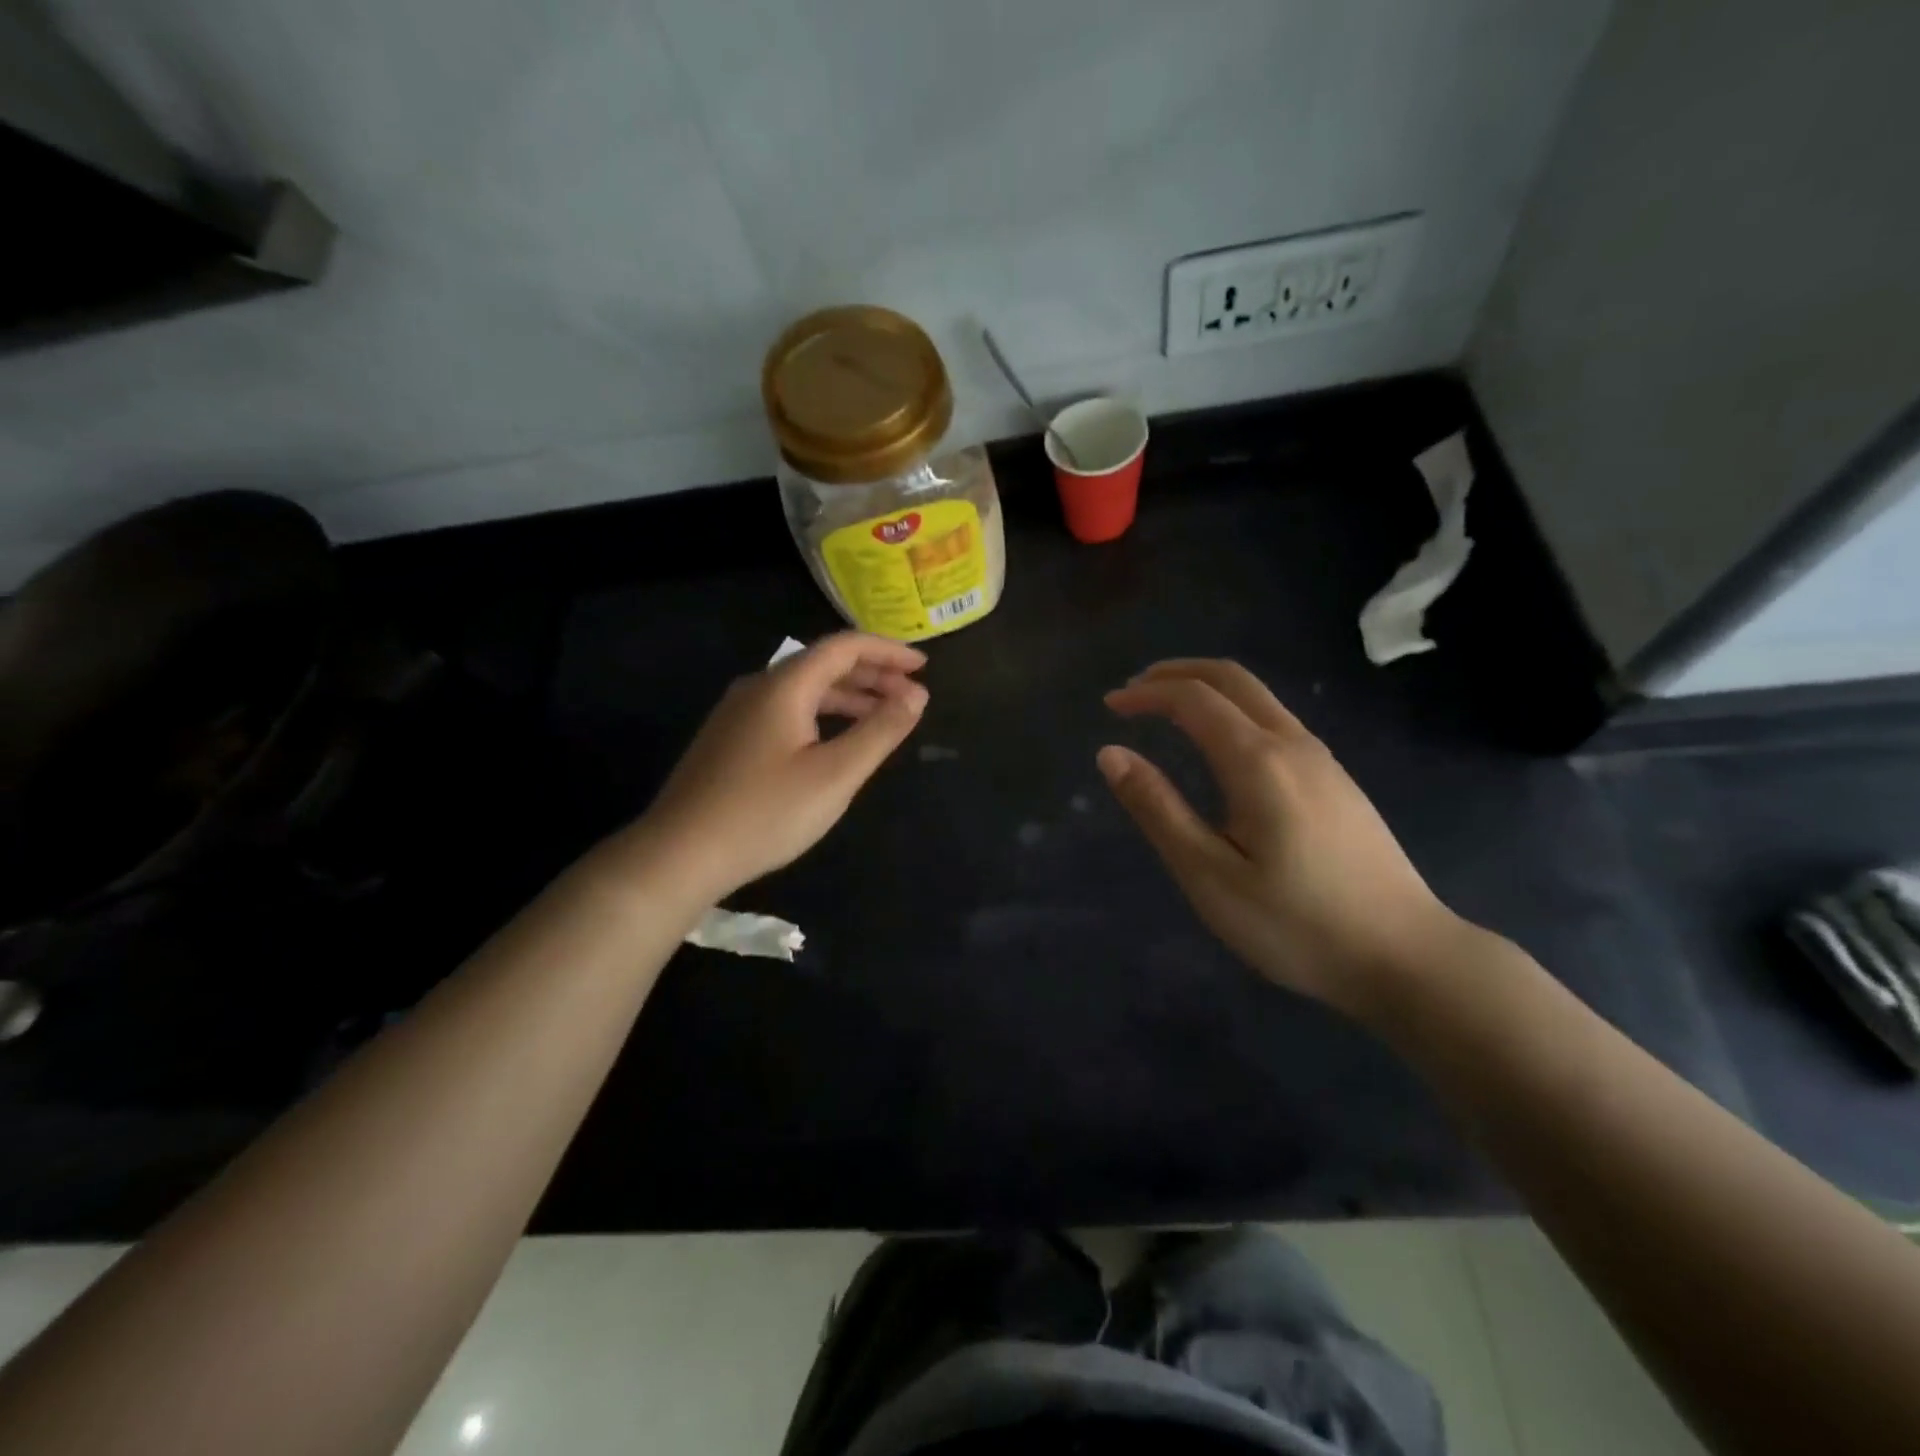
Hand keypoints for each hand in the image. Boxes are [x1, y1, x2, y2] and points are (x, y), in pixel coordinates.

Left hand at [630, 633, 928, 900]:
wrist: (679, 854)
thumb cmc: (765, 813)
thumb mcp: (835, 774)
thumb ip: (880, 731)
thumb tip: (917, 695)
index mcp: (784, 685)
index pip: (844, 647)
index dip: (887, 652)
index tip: (923, 667)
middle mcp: (757, 687)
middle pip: (823, 664)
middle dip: (871, 675)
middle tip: (911, 694)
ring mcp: (737, 713)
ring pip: (803, 690)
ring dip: (848, 697)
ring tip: (882, 716)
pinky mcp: (728, 739)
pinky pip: (785, 710)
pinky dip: (821, 714)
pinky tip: (834, 740)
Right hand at [1100, 659, 1458, 1013]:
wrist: (1406, 956)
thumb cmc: (1296, 924)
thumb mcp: (1210, 875)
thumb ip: (1158, 809)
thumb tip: (1111, 754)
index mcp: (1258, 761)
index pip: (1194, 698)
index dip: (1147, 693)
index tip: (1110, 706)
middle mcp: (1293, 744)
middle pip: (1232, 678)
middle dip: (1177, 673)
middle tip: (1135, 689)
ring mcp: (1323, 760)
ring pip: (1259, 697)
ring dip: (1207, 690)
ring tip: (1167, 711)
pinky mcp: (1337, 781)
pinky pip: (1276, 720)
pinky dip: (1233, 711)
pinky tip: (1220, 747)